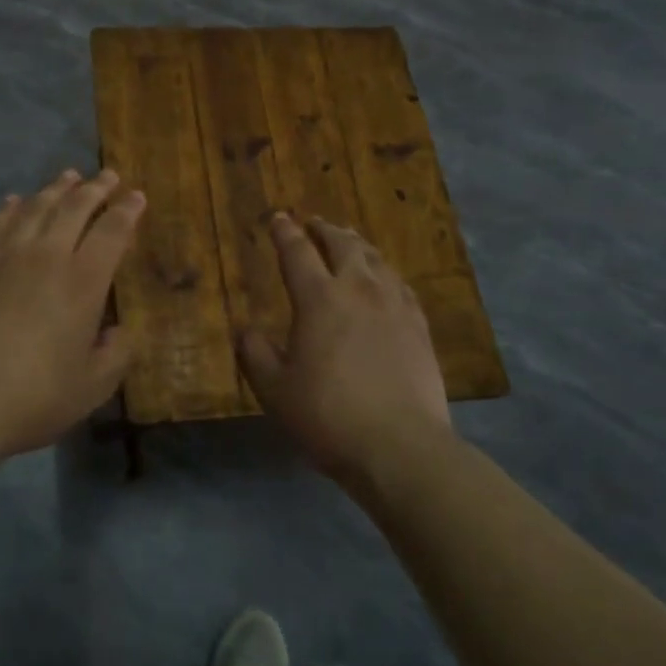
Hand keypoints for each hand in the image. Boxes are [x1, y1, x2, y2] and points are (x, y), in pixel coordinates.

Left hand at [0, 169, 145, 461]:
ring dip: (55, 189)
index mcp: (83, 281)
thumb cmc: (35, 397)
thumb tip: (120, 331)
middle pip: (74, 208)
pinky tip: (14, 202)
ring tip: (68, 177)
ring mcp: (5, 257)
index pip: (112, 231)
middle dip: (96, 189)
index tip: (137, 197)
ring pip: (35, 208)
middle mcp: (47, 256)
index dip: (127, 211)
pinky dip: (10, 208)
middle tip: (108, 175)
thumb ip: (116, 353)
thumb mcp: (93, 386)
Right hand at [238, 214, 452, 485]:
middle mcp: (359, 291)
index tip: (278, 218)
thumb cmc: (328, 415)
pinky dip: (385, 272)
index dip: (285, 233)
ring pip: (375, 260)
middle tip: (314, 223)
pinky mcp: (420, 327)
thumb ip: (255, 354)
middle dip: (325, 230)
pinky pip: (400, 285)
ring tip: (349, 241)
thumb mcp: (275, 389)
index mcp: (319, 299)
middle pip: (343, 245)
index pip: (298, 253)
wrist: (401, 446)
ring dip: (357, 245)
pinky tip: (385, 280)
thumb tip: (245, 330)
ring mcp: (395, 306)